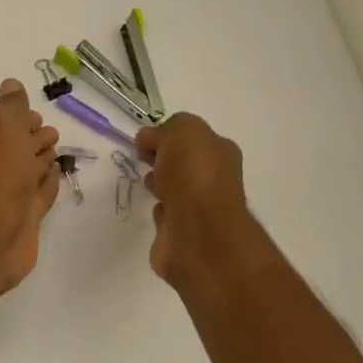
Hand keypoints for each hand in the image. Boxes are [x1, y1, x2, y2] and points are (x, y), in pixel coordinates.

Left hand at [0, 78, 61, 291]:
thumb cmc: (0, 175)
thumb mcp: (4, 127)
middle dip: (32, 138)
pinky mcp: (26, 217)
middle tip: (51, 134)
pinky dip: (48, 183)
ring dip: (41, 159)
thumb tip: (11, 84)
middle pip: (16, 148)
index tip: (36, 117)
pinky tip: (57, 176)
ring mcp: (11, 194)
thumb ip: (11, 106)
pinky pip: (40, 194)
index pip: (1, 125)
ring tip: (57, 152)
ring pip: (29, 170)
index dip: (18, 118)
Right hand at [136, 114, 254, 287]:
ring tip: (148, 184)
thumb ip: (167, 129)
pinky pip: (168, 216)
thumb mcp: (183, 132)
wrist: (197, 233)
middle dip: (163, 159)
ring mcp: (199, 209)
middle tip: (143, 160)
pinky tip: (156, 210)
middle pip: (183, 163)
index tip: (144, 142)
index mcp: (219, 152)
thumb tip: (149, 139)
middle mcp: (214, 179)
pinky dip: (161, 211)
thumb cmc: (193, 177)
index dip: (167, 136)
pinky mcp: (182, 234)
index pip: (191, 137)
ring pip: (175, 190)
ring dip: (161, 184)